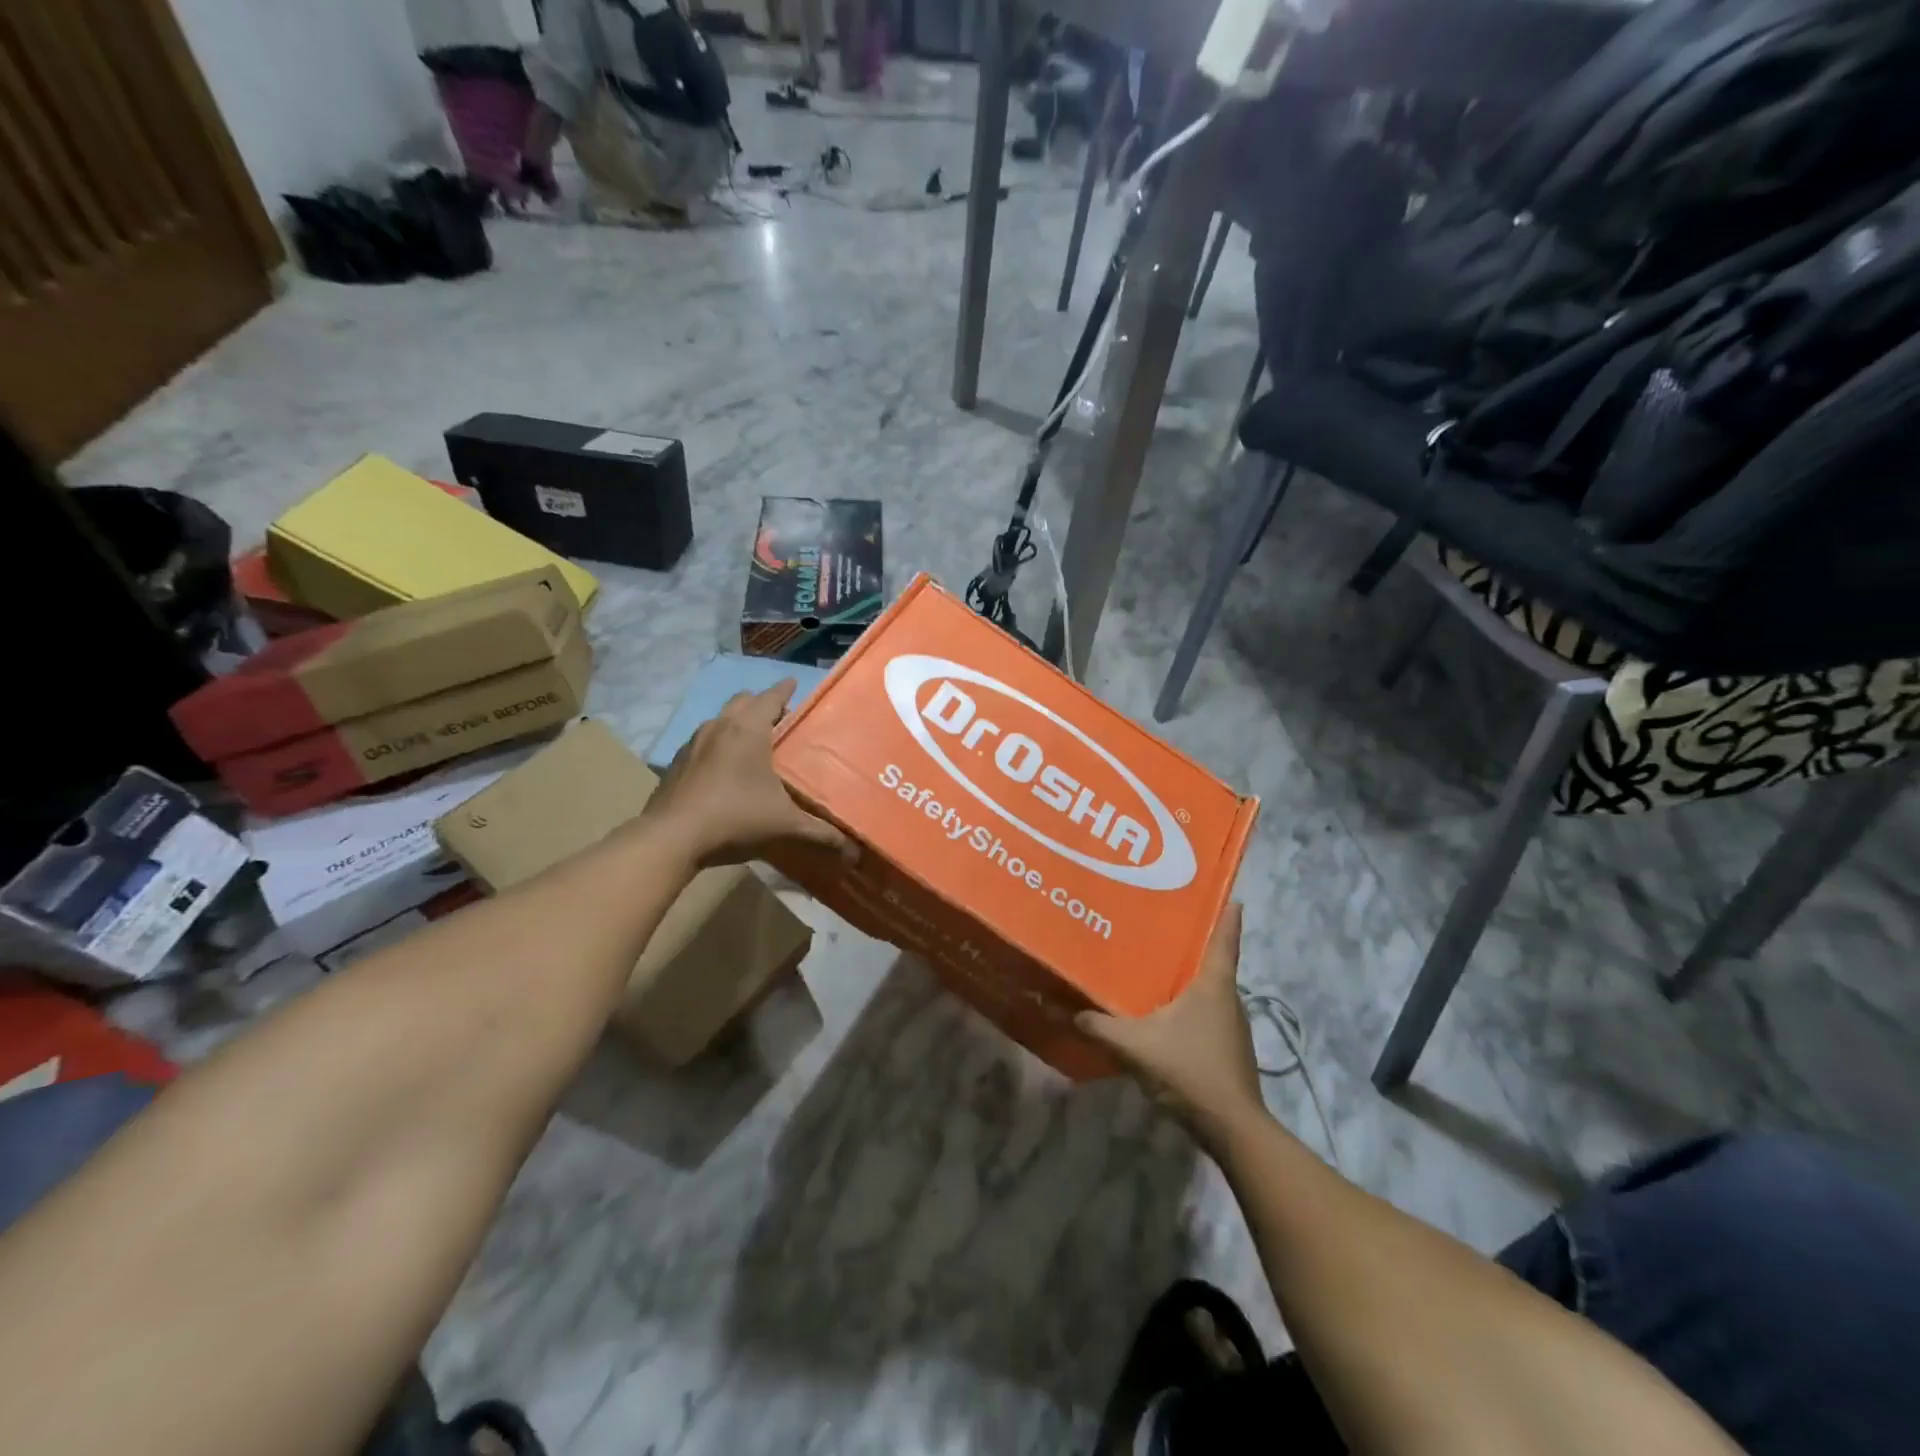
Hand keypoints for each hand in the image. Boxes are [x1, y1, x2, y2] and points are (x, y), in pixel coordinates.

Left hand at [645, 681, 852, 867]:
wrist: (672, 838)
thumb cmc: (735, 818)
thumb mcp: (785, 826)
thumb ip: (821, 834)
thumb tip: (853, 851)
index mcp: (748, 729)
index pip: (771, 696)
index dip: (786, 689)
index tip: (796, 684)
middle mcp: (719, 726)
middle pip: (743, 701)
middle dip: (762, 704)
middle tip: (781, 720)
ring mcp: (693, 743)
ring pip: (720, 720)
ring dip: (737, 723)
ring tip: (754, 744)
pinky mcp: (676, 763)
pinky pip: (703, 743)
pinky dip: (718, 746)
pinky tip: (725, 770)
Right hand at [1077, 904, 1264, 1148]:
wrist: (1232, 1129)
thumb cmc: (1189, 1069)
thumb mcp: (1135, 1045)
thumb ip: (1098, 1027)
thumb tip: (1063, 1010)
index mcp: (1213, 984)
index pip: (1224, 937)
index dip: (1226, 912)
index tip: (1227, 891)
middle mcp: (1228, 998)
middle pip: (1214, 961)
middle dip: (1193, 943)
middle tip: (1164, 925)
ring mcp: (1233, 1026)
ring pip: (1210, 990)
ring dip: (1189, 978)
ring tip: (1157, 966)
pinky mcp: (1229, 1049)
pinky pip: (1207, 1014)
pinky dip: (1189, 1006)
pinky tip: (1165, 1014)